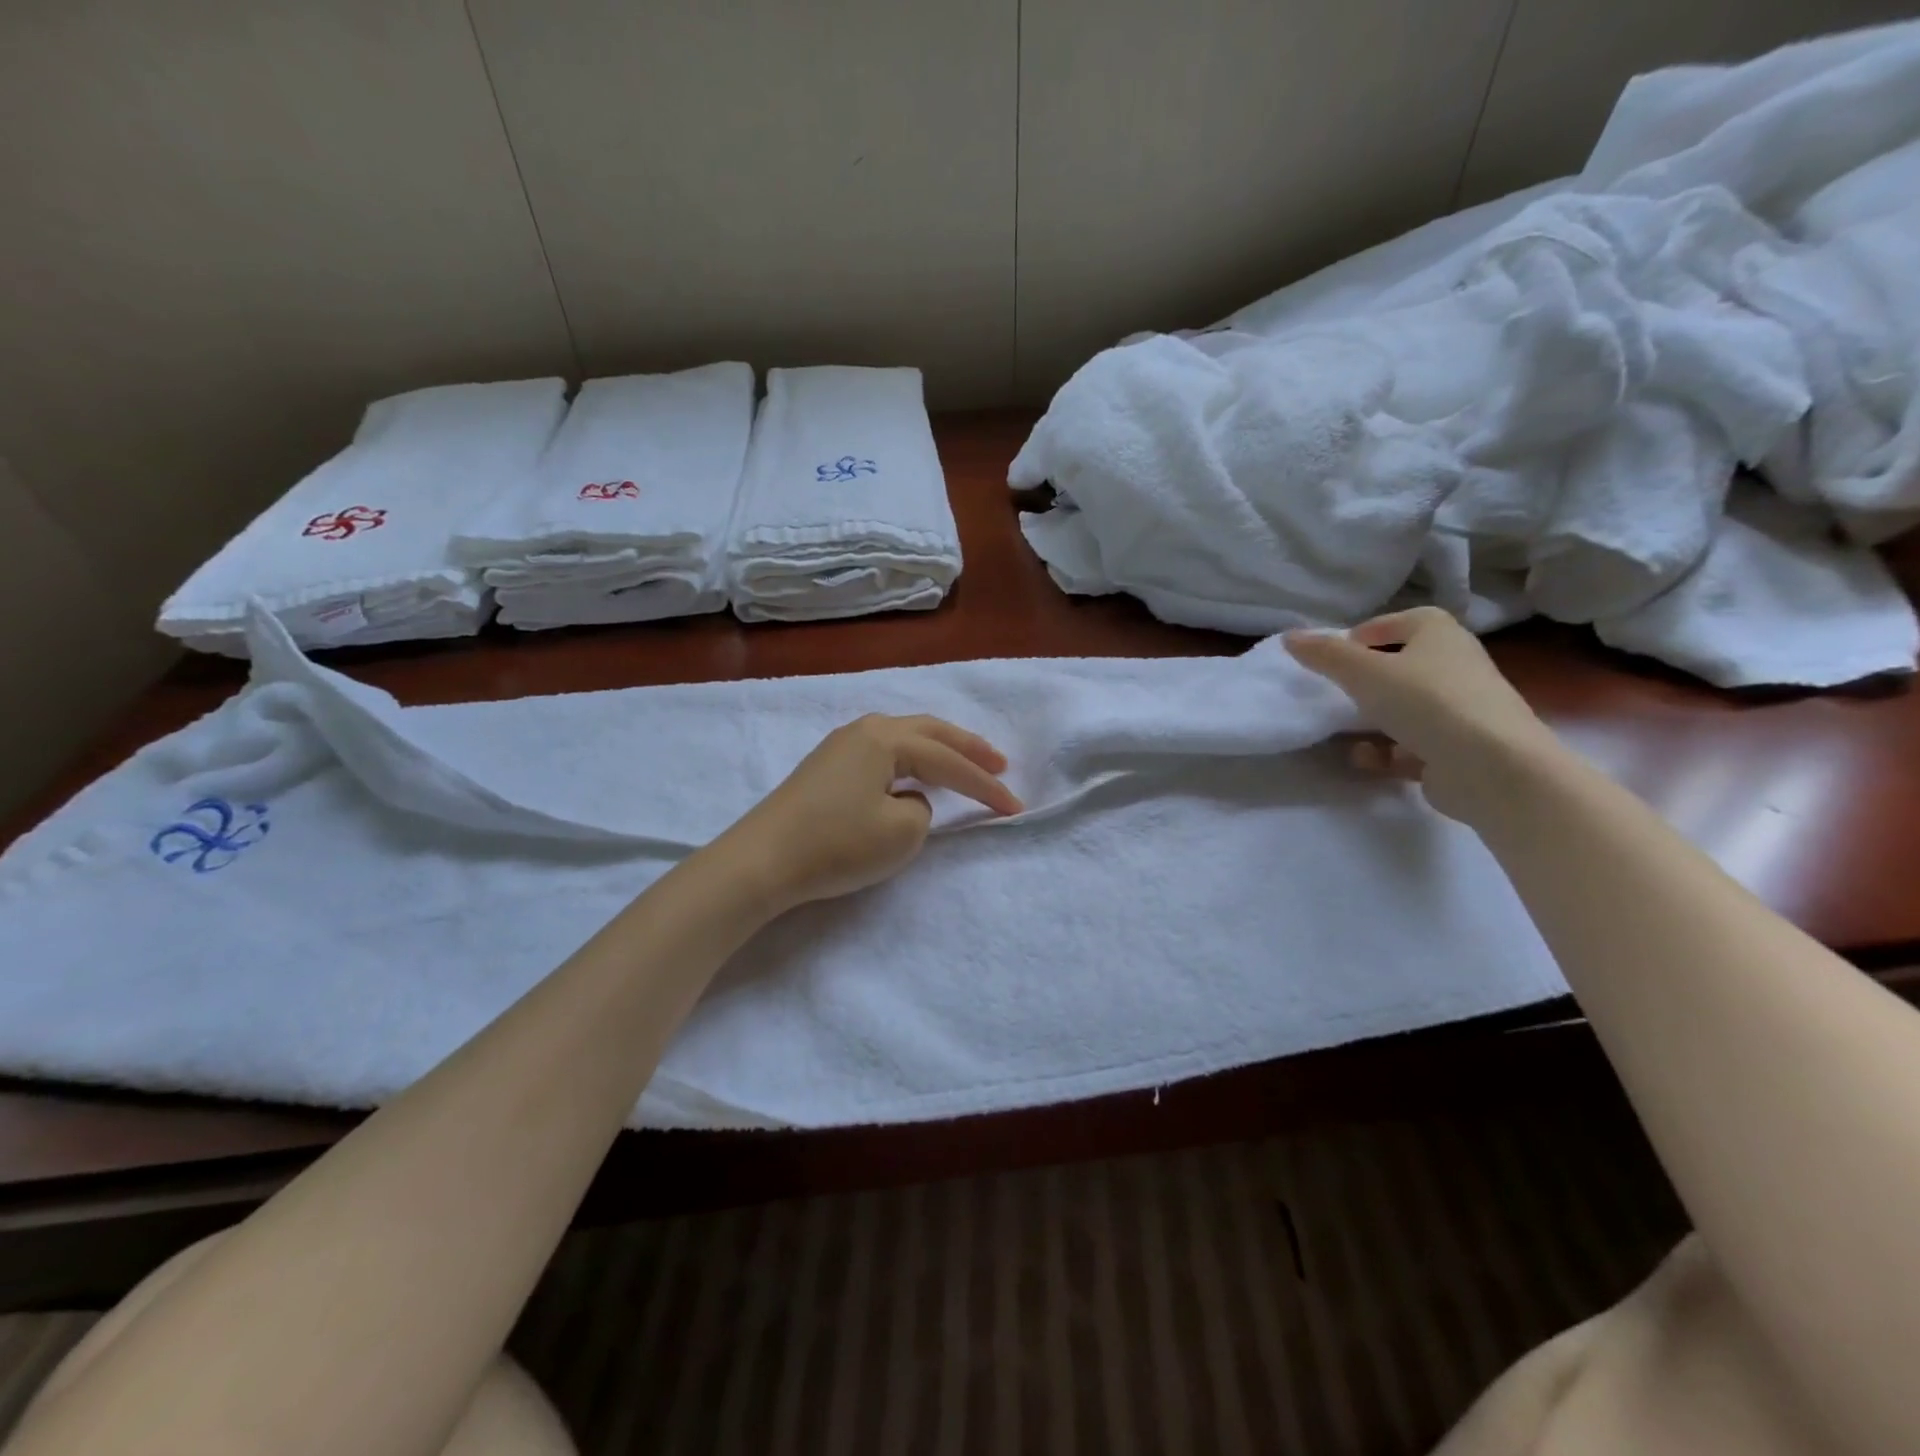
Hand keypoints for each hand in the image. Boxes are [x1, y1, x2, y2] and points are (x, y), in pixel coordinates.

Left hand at [715, 714, 1023, 913]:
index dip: (984, 785)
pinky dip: (911, 763)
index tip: (1015, 807)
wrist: (760, 862)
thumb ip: (922, 809)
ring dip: (938, 751)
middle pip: (928, 732)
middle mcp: (863, 731)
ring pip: (903, 739)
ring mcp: (839, 747)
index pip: (948, 760)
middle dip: (967, 748)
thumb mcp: (901, 832)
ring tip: (965, 763)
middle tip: (999, 763)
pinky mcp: (825, 769)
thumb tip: (907, 799)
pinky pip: (882, 755)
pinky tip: (915, 775)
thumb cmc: (836, 844)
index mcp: (884, 738)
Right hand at [1283, 606, 1558, 823]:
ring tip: (1345, 730)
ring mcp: (1460, 708)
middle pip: (1397, 666)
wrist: (1493, 767)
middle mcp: (1454, 663)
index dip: (1356, 639)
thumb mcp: (1362, 671)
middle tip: (1335, 695)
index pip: (1389, 624)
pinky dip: (1387, 751)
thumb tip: (1289, 637)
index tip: (1331, 661)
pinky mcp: (1458, 747)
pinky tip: (1368, 759)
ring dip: (1372, 719)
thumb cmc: (1426, 702)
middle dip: (1364, 682)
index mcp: (1438, 632)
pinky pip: (1411, 744)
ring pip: (1404, 707)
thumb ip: (1323, 654)